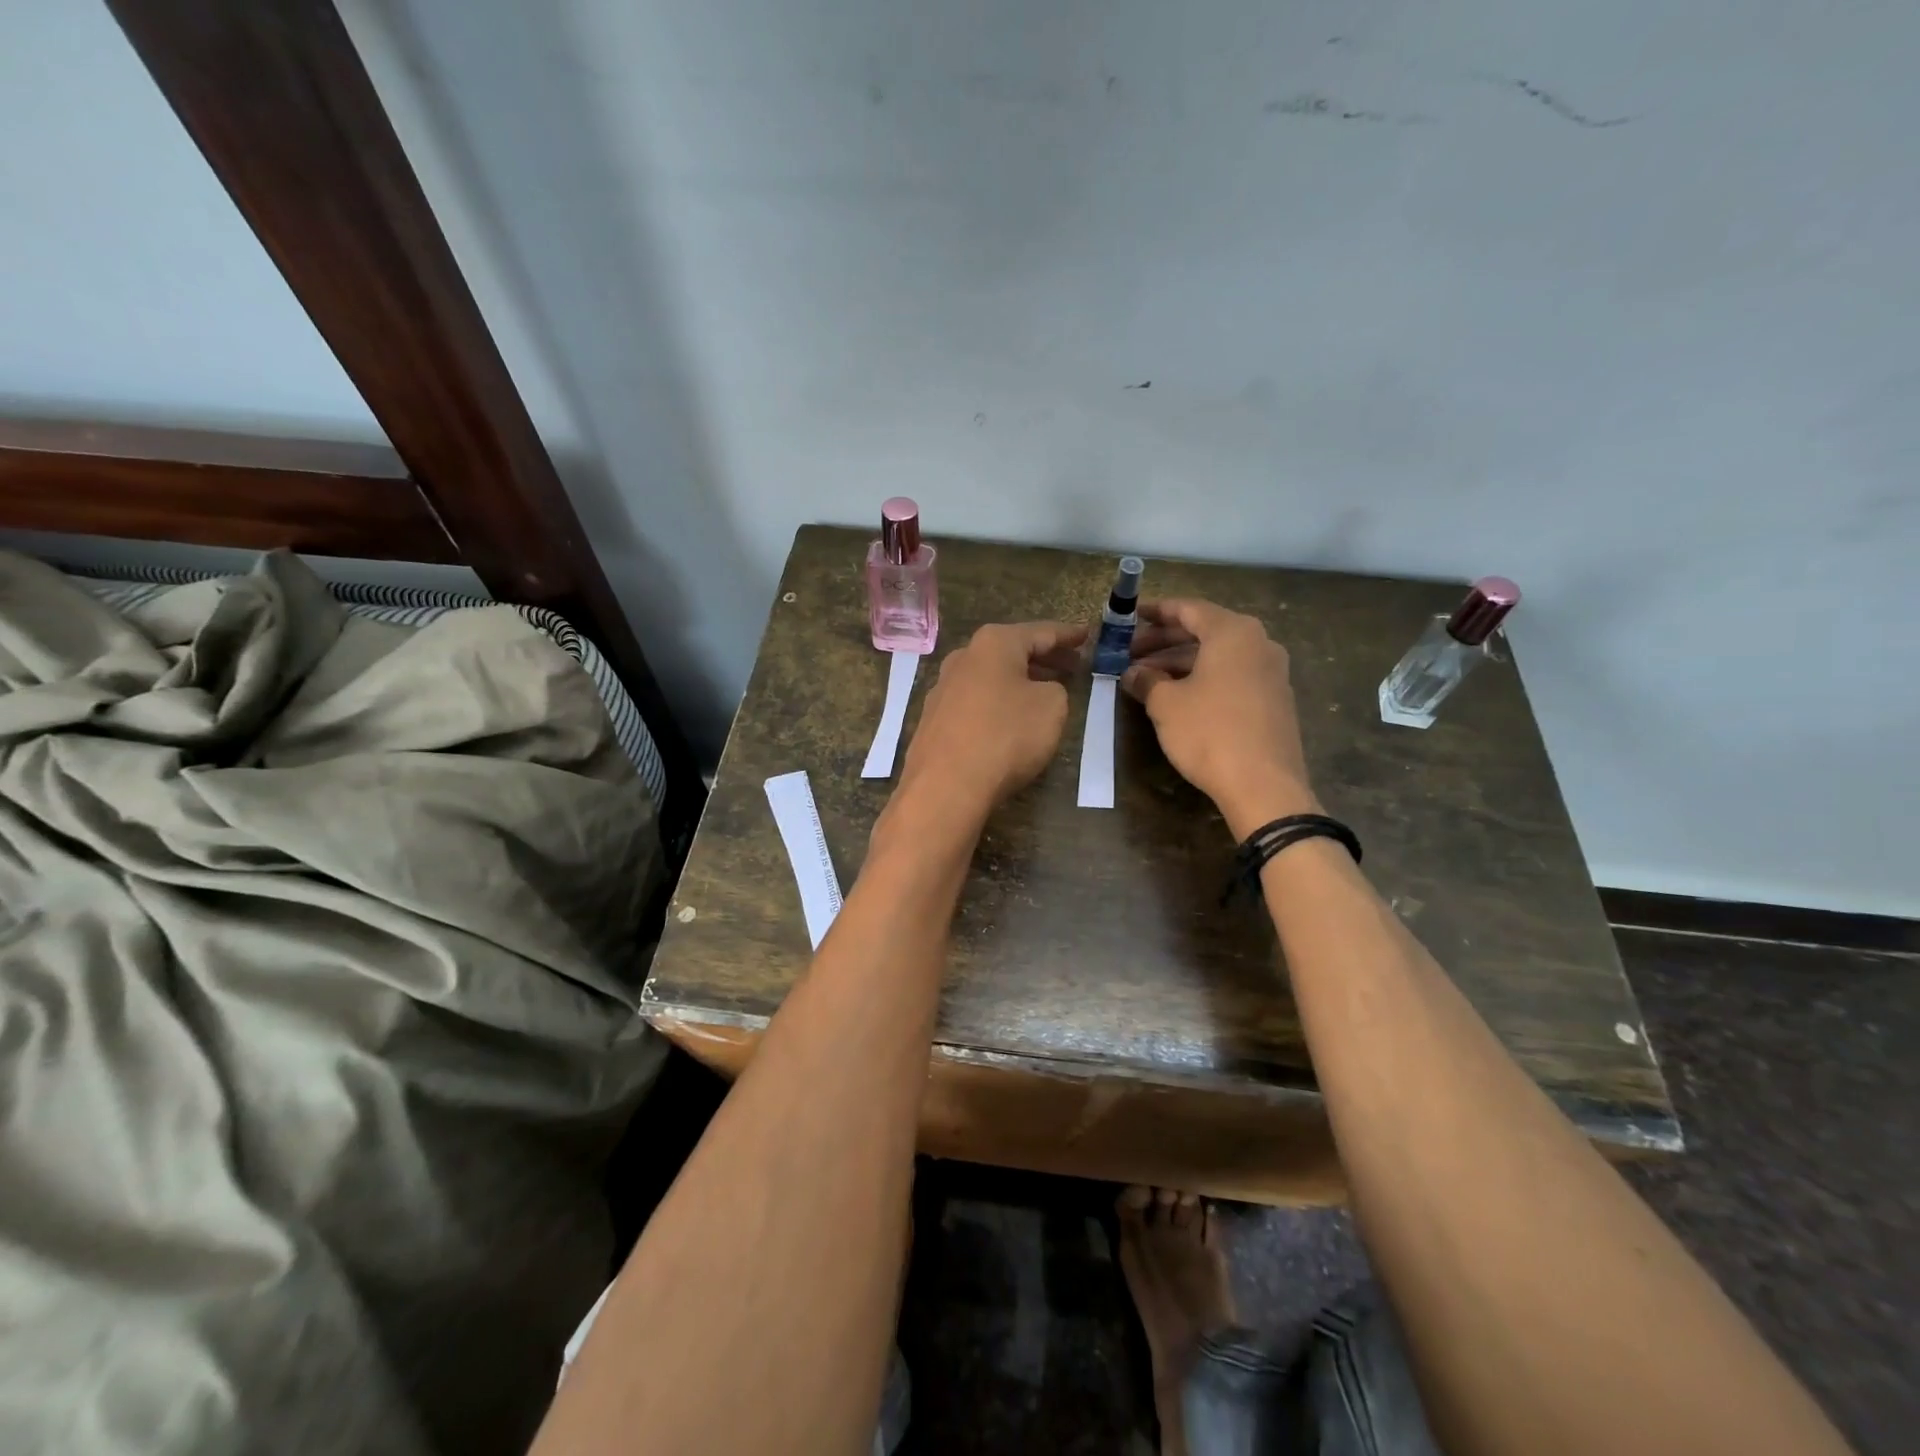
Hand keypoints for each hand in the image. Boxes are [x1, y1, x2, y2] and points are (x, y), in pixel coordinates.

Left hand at [900, 621, 1087, 815]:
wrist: (946, 785)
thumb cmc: (1005, 736)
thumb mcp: (1052, 707)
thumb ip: (1054, 689)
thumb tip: (1036, 692)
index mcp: (993, 644)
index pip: (1040, 632)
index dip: (1067, 634)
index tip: (1086, 634)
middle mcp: (963, 658)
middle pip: (1011, 652)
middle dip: (1044, 658)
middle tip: (1072, 664)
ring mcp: (942, 689)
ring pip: (991, 677)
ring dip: (1019, 680)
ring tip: (1044, 690)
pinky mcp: (934, 720)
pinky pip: (975, 702)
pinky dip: (998, 702)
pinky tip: (1009, 718)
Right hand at [1121, 599, 1317, 834]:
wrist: (1263, 785)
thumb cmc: (1209, 732)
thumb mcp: (1166, 704)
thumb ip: (1146, 681)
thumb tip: (1133, 674)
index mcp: (1233, 632)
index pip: (1189, 609)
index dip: (1156, 611)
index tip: (1130, 615)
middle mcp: (1258, 643)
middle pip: (1204, 631)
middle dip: (1164, 641)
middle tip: (1130, 652)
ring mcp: (1271, 672)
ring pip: (1217, 656)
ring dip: (1180, 662)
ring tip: (1146, 677)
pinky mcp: (1274, 699)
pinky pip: (1232, 675)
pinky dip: (1203, 678)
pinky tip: (1177, 696)